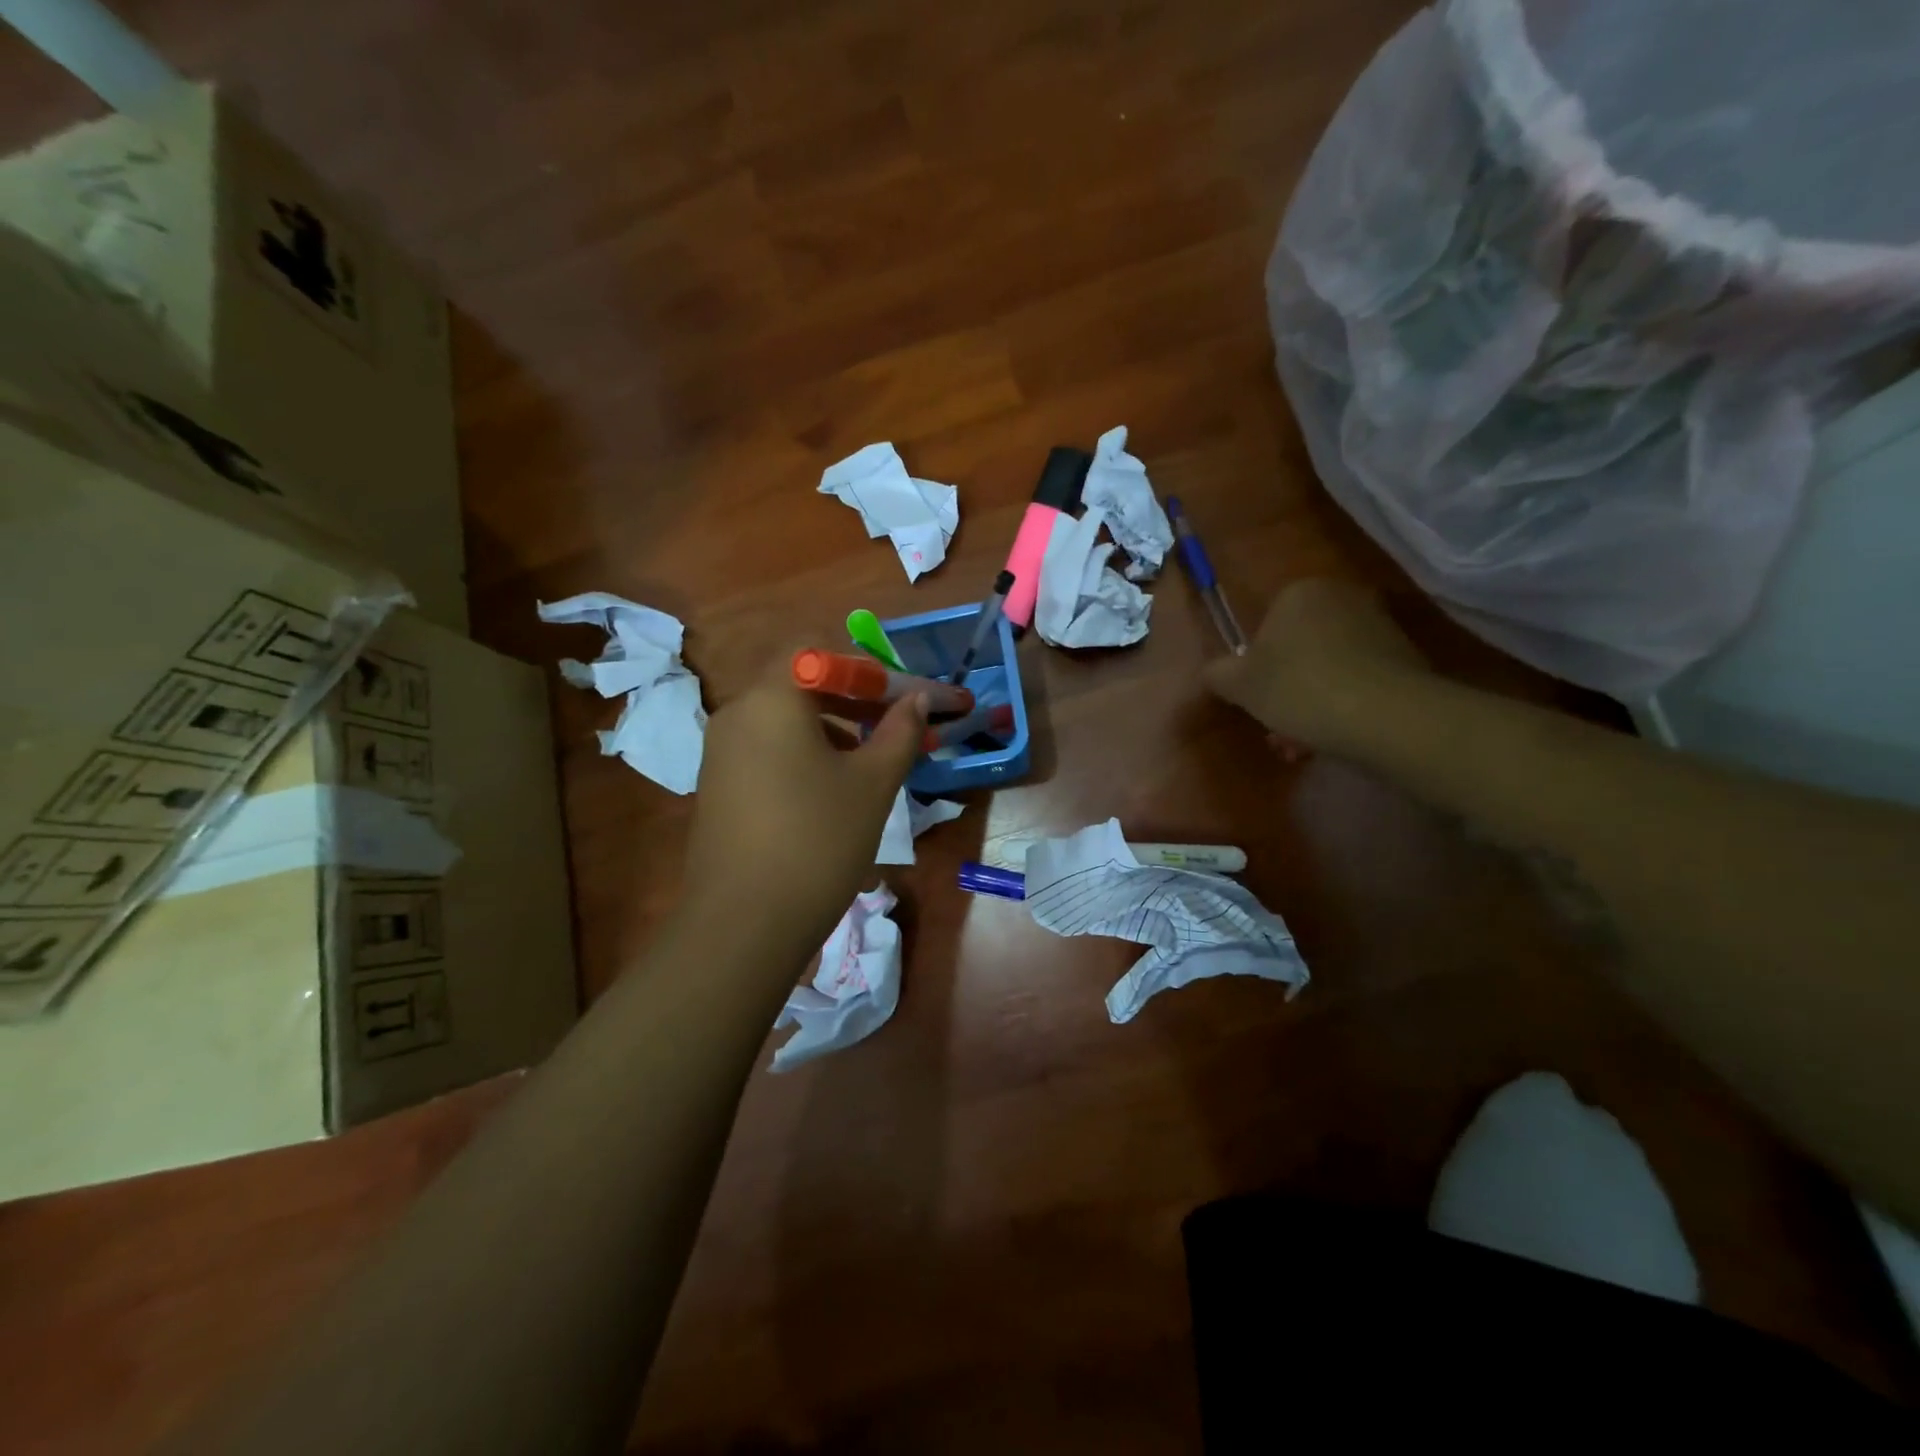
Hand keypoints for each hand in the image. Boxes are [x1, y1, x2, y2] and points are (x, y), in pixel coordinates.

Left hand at [684, 650, 925, 950]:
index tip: (901, 697)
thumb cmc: (818, 840)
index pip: (817, 652)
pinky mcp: (718, 786)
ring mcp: (721, 752)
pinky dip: (803, 751)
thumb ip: (900, 732)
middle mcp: (738, 714)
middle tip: (896, 723)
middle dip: (853, 697)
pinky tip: (831, 788)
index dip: (865, 668)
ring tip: (872, 758)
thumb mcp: (872, 783)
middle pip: (799, 682)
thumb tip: (918, 699)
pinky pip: (767, 749)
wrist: (744, 924)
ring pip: (784, 719)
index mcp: (772, 699)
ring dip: (831, 726)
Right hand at [1203, 578, 1430, 751]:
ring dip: (1311, 704)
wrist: (1387, 715)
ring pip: (1328, 669)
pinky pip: (1359, 681)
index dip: (1255, 668)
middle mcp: (1342, 598)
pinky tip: (1334, 739)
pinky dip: (1344, 706)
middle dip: (1285, 690)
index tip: (1255, 700)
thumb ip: (1217, 674)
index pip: (1266, 627)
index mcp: (1299, 592)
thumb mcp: (1238, 685)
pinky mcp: (1406, 657)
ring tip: (1302, 746)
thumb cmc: (1299, 688)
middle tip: (1277, 729)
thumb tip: (1212, 672)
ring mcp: (1379, 626)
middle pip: (1299, 650)